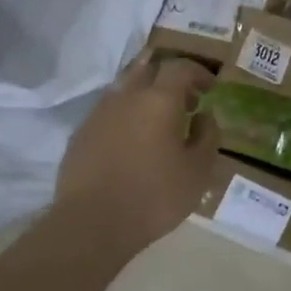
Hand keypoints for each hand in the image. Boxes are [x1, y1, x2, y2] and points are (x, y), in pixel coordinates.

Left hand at [57, 55, 217, 251]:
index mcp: (159, 100)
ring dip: (145, 95)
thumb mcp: (198, 171)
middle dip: (169, 77)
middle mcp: (127, 97)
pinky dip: (125, 115)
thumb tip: (204, 116)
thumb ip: (207, 136)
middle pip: (147, 68)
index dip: (198, 72)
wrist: (93, 223)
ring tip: (158, 121)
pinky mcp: (80, 133)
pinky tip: (132, 141)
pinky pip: (108, 111)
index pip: (180, 67)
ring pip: (124, 88)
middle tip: (185, 100)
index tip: (210, 88)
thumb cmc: (155, 196)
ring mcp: (99, 113)